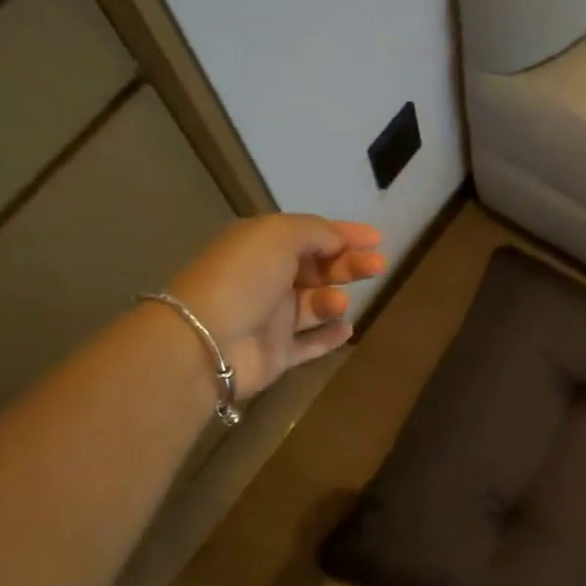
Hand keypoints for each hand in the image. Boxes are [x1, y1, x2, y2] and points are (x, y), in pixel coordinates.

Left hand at [168, 215, 386, 397]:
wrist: (207, 341)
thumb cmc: (243, 278)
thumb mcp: (279, 236)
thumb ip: (315, 232)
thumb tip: (338, 241)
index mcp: (262, 246)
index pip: (310, 235)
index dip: (344, 234)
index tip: (377, 238)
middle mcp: (267, 279)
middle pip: (317, 269)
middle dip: (349, 265)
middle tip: (378, 266)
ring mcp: (272, 319)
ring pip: (315, 305)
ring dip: (334, 301)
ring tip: (338, 305)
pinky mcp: (278, 353)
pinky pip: (310, 344)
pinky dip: (330, 336)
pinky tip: (347, 329)